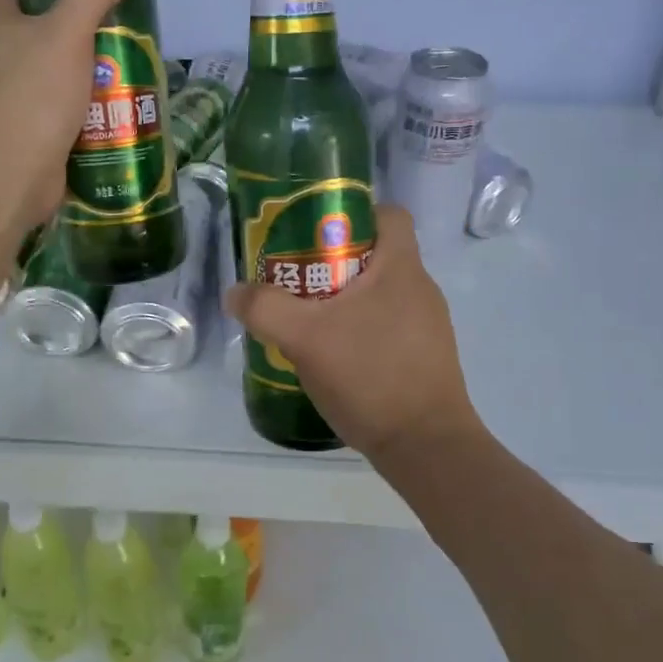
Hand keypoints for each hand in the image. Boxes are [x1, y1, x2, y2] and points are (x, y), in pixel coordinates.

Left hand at [0, 0, 136, 237]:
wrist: (12, 176)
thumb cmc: (34, 97)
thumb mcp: (67, 33)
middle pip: (38, 29)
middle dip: (78, 26)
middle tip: (119, 26)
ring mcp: (12, 98)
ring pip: (54, 72)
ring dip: (86, 70)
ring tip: (126, 68)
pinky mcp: (29, 132)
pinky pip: (61, 110)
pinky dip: (85, 108)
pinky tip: (115, 110)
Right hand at [224, 204, 485, 466]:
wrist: (426, 447)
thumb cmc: (371, 376)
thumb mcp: (306, 338)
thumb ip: (265, 309)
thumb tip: (234, 293)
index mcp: (402, 268)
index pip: (388, 214)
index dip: (352, 214)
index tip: (315, 233)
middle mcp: (421, 289)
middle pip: (376, 254)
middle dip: (333, 262)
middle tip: (295, 279)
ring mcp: (428, 326)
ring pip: (379, 294)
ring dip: (344, 300)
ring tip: (308, 321)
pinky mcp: (425, 358)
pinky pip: (387, 326)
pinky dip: (359, 330)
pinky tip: (333, 357)